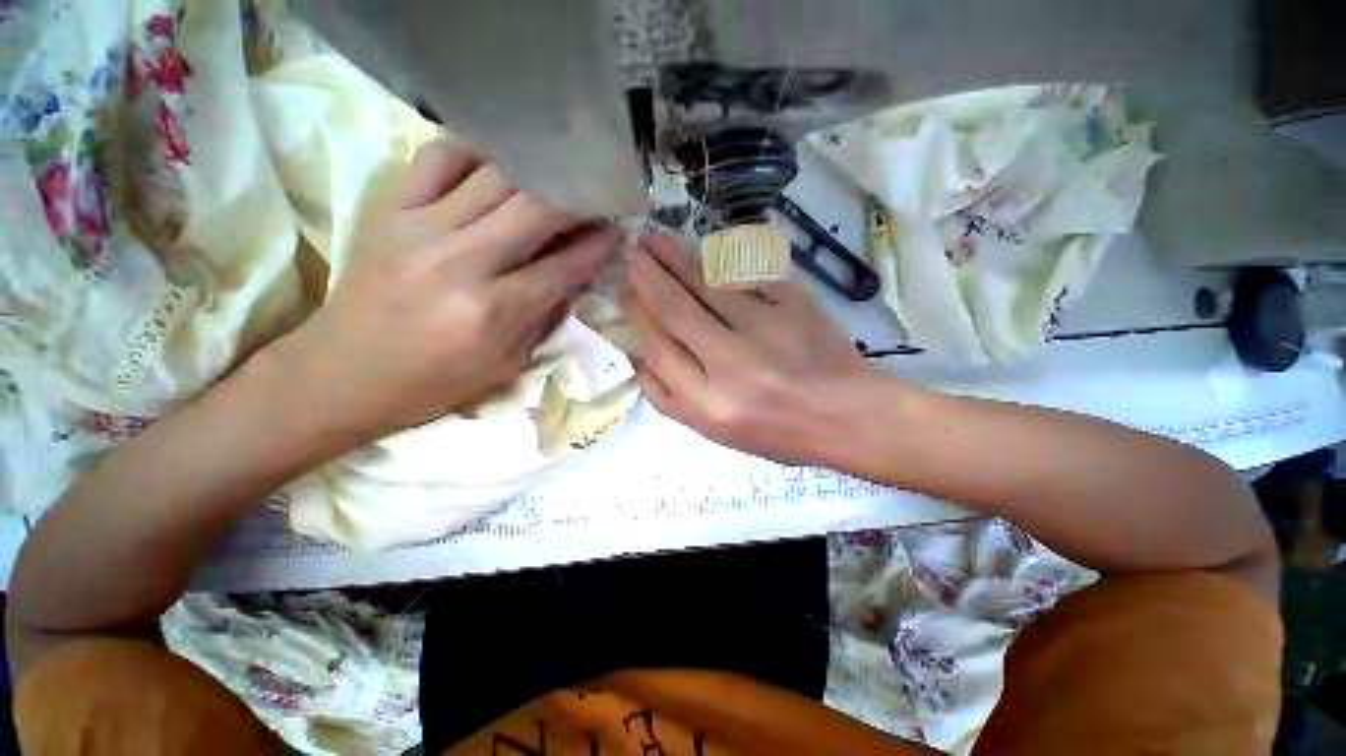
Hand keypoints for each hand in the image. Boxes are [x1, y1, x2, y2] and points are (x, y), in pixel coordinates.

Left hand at [274, 141, 621, 444]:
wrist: (342, 375)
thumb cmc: (433, 384)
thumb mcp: (507, 366)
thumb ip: (546, 317)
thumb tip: (575, 277)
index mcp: (493, 312)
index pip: (565, 266)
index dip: (599, 247)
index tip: (618, 233)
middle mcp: (461, 261)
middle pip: (537, 208)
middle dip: (578, 201)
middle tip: (595, 204)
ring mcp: (420, 228)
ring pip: (496, 176)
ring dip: (537, 178)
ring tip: (555, 187)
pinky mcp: (390, 210)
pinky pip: (439, 159)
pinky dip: (477, 156)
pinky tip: (497, 171)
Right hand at [625, 232, 895, 466]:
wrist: (848, 417)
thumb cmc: (778, 433)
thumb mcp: (714, 432)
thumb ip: (670, 398)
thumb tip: (638, 355)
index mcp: (709, 404)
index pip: (659, 348)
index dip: (637, 315)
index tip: (625, 292)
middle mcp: (732, 365)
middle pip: (676, 310)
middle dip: (648, 277)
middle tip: (632, 253)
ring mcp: (765, 329)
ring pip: (707, 285)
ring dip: (677, 259)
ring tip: (655, 240)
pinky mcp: (794, 305)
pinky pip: (747, 274)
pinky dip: (721, 260)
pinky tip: (705, 250)